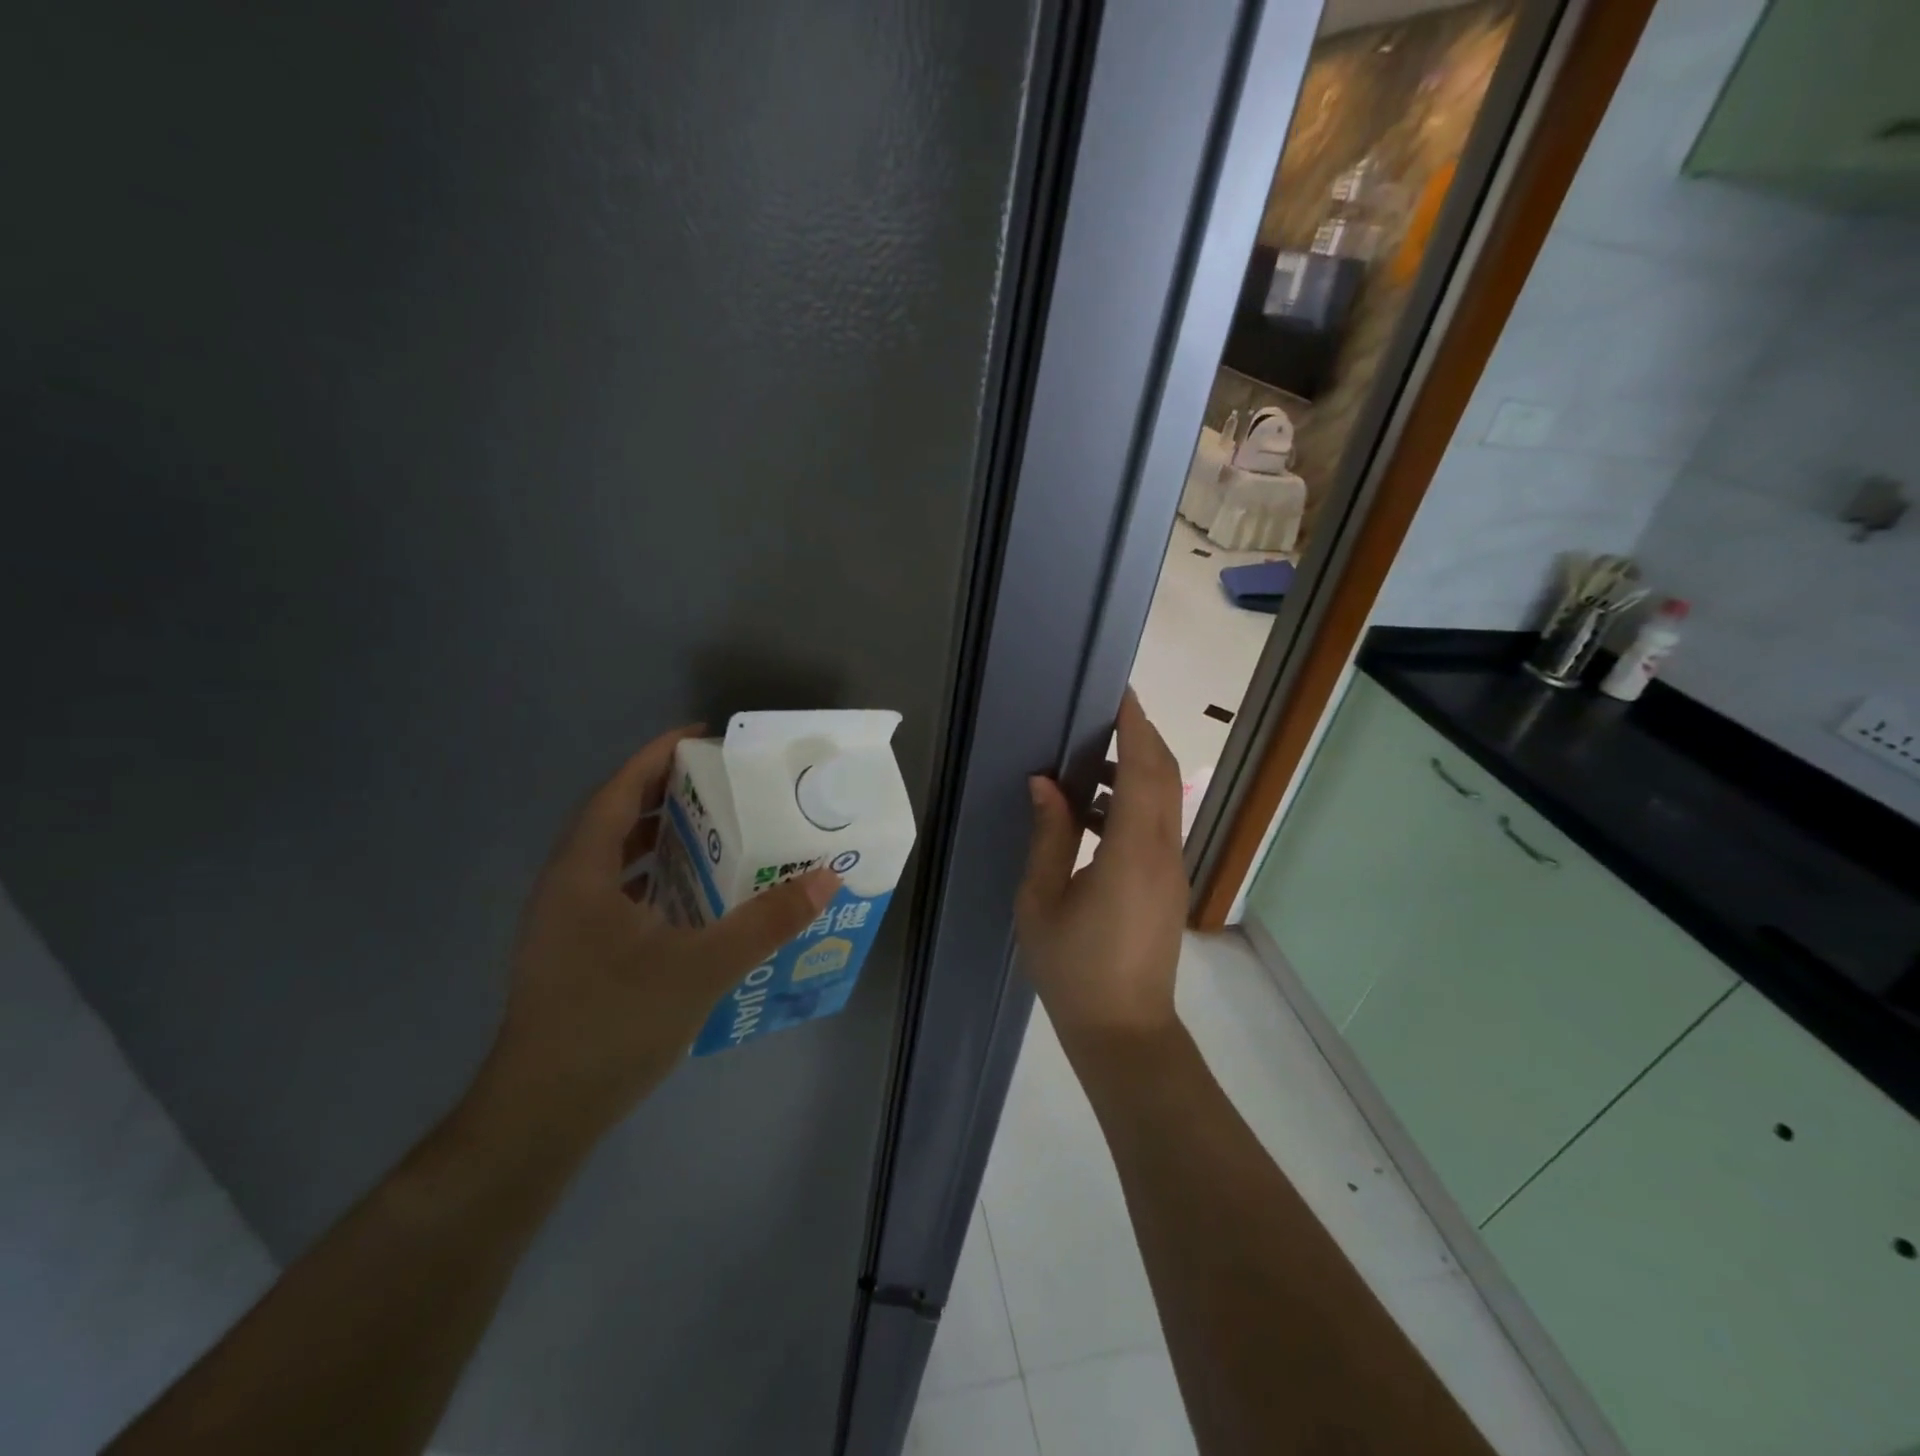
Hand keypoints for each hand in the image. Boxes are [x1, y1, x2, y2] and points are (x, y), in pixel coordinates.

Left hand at [475, 726, 839, 1139]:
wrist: (541, 1116)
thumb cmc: (614, 1026)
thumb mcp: (703, 969)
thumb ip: (767, 922)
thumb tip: (826, 878)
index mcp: (582, 875)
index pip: (618, 793)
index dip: (655, 757)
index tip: (700, 736)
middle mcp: (565, 888)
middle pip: (613, 819)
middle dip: (664, 793)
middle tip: (719, 783)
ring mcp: (564, 924)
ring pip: (613, 859)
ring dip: (658, 837)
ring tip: (711, 831)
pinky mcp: (573, 954)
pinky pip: (615, 893)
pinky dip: (652, 878)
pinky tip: (690, 898)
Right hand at [1016, 691, 1186, 1060]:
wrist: (1124, 1033)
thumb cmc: (1073, 969)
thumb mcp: (1042, 902)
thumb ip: (1048, 837)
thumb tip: (1045, 784)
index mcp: (1130, 852)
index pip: (1143, 771)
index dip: (1136, 728)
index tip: (1121, 694)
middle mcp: (1162, 852)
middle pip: (1163, 777)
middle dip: (1141, 737)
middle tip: (1104, 714)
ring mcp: (1172, 869)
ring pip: (1163, 801)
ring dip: (1136, 771)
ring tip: (1087, 763)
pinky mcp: (1169, 885)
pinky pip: (1157, 827)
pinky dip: (1133, 803)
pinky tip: (1091, 814)